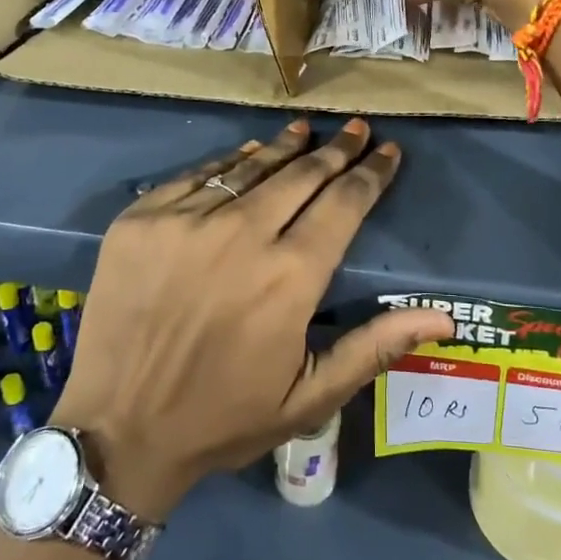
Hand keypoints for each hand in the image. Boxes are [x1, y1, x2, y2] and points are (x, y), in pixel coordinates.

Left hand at [50, 118, 453, 519]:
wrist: (116, 431)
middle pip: (302, 174)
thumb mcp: (309, 397)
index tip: (389, 151)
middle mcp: (242, 235)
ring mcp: (186, 220)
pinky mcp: (142, 218)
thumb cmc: (222, 418)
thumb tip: (445, 315)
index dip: (372, 173)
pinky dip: (229, 162)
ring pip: (250, 166)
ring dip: (284, 146)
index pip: (345, 203)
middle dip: (337, 149)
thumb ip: (376, 347)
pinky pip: (197, 175)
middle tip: (356, 128)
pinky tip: (246, 153)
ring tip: (306, 130)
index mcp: (290, 276)